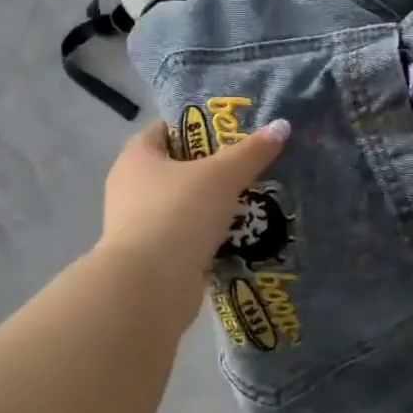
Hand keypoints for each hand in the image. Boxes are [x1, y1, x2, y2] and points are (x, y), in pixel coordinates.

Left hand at [99, 117, 290, 288]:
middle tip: (248, 166)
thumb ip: (252, 151)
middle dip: (211, 167)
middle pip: (176, 167)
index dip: (196, 126)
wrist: (149, 287)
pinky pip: (184, 235)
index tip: (232, 132)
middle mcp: (130, 187)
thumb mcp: (222, 176)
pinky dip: (206, 235)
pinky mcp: (150, 257)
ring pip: (182, 204)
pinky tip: (237, 235)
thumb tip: (282, 126)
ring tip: (250, 201)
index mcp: (136, 157)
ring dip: (210, 204)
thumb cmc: (178, 214)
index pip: (165, 129)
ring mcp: (138, 225)